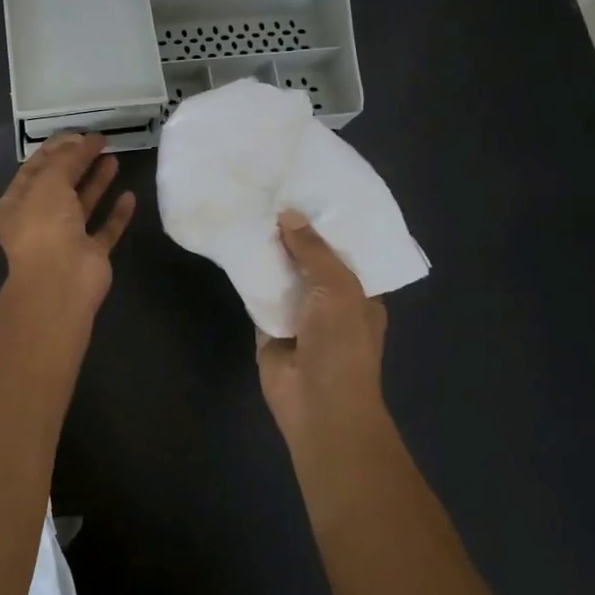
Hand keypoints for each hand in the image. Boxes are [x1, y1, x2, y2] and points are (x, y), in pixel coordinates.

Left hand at [0, 133, 137, 311]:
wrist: (60, 282)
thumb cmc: (45, 226)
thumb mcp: (49, 182)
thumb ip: (67, 159)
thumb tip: (83, 140)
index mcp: (19, 202)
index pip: (36, 167)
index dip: (57, 148)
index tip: (79, 132)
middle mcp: (40, 219)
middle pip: (61, 183)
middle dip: (78, 161)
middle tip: (101, 140)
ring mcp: (66, 238)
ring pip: (83, 204)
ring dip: (97, 182)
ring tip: (115, 158)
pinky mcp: (91, 254)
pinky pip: (105, 229)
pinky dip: (116, 214)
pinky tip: (129, 196)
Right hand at [256, 211, 386, 436]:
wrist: (317, 404)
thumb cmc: (342, 345)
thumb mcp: (339, 289)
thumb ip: (314, 251)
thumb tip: (288, 214)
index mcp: (360, 293)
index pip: (344, 250)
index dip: (327, 224)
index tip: (307, 191)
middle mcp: (329, 300)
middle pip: (309, 260)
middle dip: (293, 234)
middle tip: (270, 193)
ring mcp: (298, 313)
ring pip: (281, 275)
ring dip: (268, 252)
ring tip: (248, 209)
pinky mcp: (268, 325)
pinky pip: (257, 294)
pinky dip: (248, 275)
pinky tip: (234, 245)